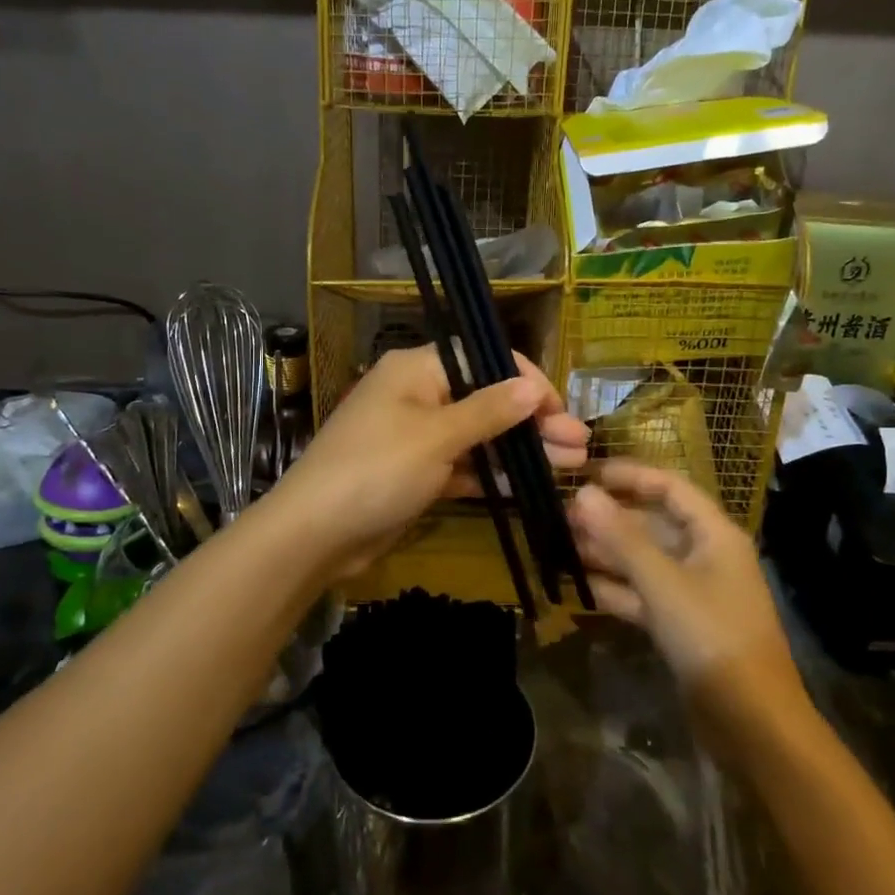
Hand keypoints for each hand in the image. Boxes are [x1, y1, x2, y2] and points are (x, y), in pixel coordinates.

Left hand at [266, 347, 587, 580]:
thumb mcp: (437, 437)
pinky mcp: (415, 473)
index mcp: (416, 370)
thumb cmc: (376, 470)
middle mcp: (417, 395)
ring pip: (478, 435)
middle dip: (532, 421)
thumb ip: (489, 411)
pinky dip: (491, 473)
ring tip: (570, 465)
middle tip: (579, 445)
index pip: (482, 359)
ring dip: (519, 449)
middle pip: (486, 399)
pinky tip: (529, 484)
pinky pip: (462, 465)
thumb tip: (531, 386)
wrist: (314, 534)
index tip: (559, 409)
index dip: (525, 380)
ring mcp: (416, 436)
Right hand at [568, 461, 808, 728]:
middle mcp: (704, 555)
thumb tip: (582, 493)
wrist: (751, 722)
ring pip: (642, 560)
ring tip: (558, 544)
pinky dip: (613, 589)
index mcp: (713, 534)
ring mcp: (691, 592)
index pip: (669, 487)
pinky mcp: (679, 624)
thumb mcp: (663, 582)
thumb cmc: (711, 636)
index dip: (629, 476)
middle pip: (652, 524)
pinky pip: (641, 594)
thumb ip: (621, 538)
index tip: (585, 473)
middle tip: (559, 514)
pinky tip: (577, 586)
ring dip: (605, 553)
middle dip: (608, 518)